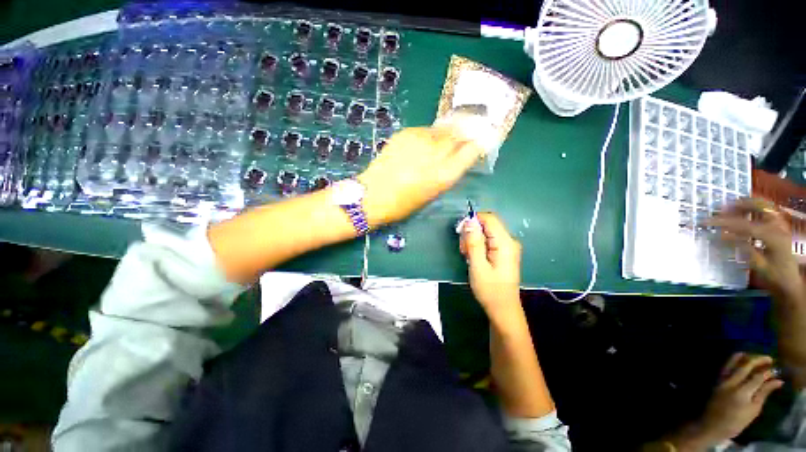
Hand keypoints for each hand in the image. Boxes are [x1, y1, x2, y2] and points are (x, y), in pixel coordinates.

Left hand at [357, 127, 482, 226]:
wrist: (373, 196)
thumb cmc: (403, 204)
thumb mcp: (432, 193)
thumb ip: (447, 173)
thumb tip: (457, 156)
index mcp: (444, 175)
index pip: (470, 150)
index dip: (478, 143)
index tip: (481, 140)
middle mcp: (434, 155)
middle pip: (459, 134)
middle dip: (466, 131)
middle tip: (469, 129)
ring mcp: (419, 141)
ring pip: (442, 129)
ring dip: (448, 131)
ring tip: (447, 136)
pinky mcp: (405, 134)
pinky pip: (425, 130)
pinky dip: (430, 134)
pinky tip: (426, 141)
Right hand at [460, 213, 522, 321]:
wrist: (502, 308)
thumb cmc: (490, 289)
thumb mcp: (478, 265)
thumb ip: (474, 242)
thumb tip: (469, 221)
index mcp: (505, 243)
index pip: (489, 218)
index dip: (473, 220)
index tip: (461, 233)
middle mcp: (509, 241)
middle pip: (487, 224)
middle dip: (472, 233)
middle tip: (464, 250)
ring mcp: (507, 246)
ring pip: (485, 232)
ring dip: (473, 241)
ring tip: (468, 256)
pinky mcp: (503, 252)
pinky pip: (488, 241)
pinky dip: (478, 246)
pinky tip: (473, 258)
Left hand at [672, 353, 782, 450]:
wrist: (712, 425)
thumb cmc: (735, 422)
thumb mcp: (754, 410)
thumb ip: (764, 393)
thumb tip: (778, 381)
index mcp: (742, 392)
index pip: (758, 377)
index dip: (768, 372)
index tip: (776, 370)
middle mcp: (731, 382)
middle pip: (745, 366)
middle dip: (758, 360)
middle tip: (769, 359)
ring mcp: (722, 380)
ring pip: (733, 363)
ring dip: (744, 357)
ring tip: (754, 356)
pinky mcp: (716, 381)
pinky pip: (726, 366)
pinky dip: (734, 360)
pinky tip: (740, 359)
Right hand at [708, 198, 802, 297]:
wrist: (790, 281)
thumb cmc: (773, 275)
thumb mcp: (758, 264)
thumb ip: (742, 247)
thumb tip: (721, 235)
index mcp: (773, 237)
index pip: (745, 225)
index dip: (725, 222)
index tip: (706, 222)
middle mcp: (778, 226)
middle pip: (759, 207)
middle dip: (738, 205)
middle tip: (720, 209)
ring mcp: (781, 224)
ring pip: (763, 205)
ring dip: (745, 204)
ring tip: (729, 208)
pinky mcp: (779, 225)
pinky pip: (766, 210)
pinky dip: (753, 208)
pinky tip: (743, 212)